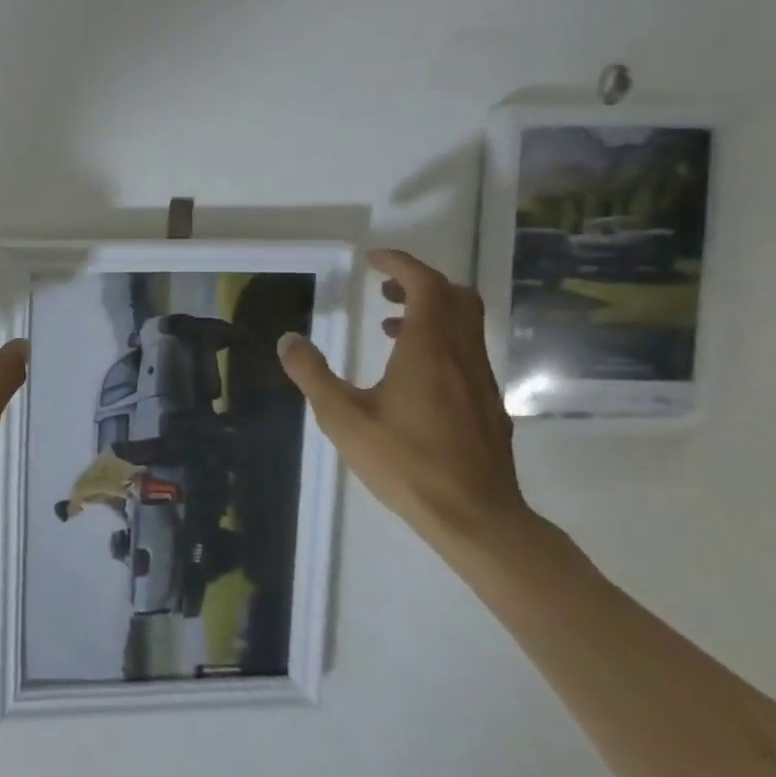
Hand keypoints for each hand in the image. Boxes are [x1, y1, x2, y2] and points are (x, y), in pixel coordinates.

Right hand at [279, 249, 525, 546]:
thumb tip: (287, 340)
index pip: (426, 285)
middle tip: (383, 289)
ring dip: (431, 311)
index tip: (373, 259)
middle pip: (455, 297)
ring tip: (390, 326)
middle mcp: (461, 355)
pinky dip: (441, 340)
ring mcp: (480, 380)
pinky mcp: (488, 404)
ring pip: (465, 324)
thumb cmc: (405, 462)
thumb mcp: (342, 418)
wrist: (476, 517)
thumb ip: (312, 375)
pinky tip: (411, 372)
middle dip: (419, 282)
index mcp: (429, 349)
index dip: (400, 264)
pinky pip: (466, 351)